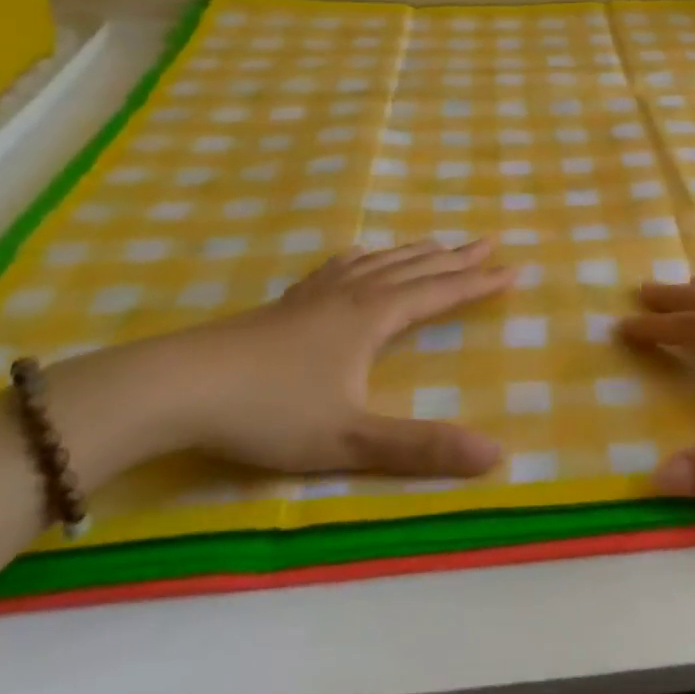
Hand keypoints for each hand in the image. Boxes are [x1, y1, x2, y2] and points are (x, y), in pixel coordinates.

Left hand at [116, 239, 513, 479]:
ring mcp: (315, 295)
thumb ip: (422, 448)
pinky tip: (358, 257)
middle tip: (489, 239)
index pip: (440, 293)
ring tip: (438, 243)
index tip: (516, 267)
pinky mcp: (286, 304)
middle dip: (456, 257)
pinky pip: (338, 268)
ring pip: (379, 263)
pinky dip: (363, 258)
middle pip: (415, 268)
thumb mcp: (350, 439)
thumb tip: (496, 454)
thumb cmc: (269, 411)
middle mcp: (352, 295)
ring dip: (415, 252)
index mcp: (373, 318)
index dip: (480, 282)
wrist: (178, 386)